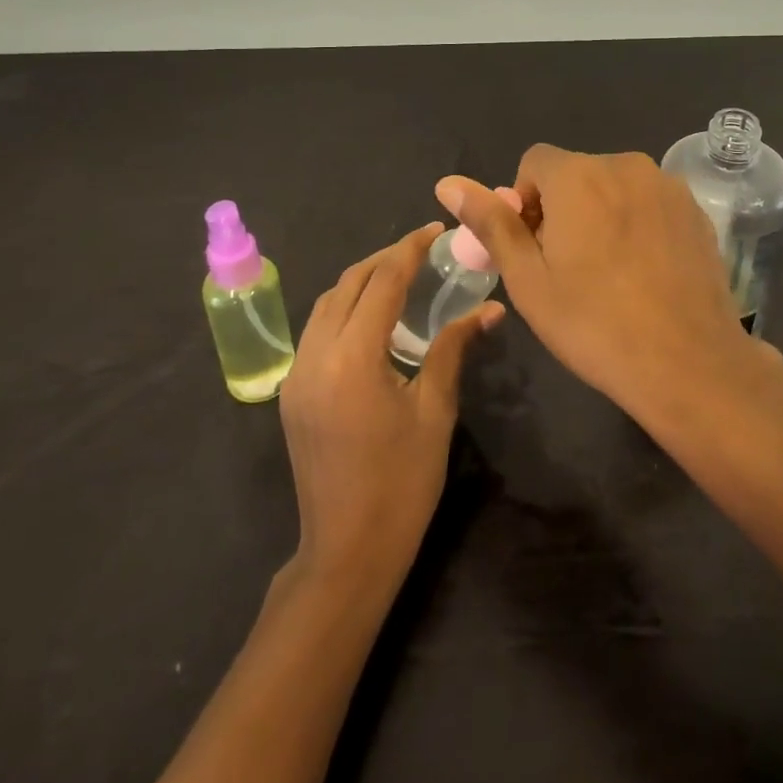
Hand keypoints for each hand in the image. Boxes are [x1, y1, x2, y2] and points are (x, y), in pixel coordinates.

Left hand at [279, 222, 501, 586]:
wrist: (346, 552)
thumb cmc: (402, 483)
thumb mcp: (435, 410)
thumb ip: (453, 348)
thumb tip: (491, 309)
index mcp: (352, 359)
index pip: (381, 282)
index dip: (409, 250)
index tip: (435, 231)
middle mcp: (315, 356)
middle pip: (347, 284)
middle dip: (384, 259)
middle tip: (422, 250)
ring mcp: (296, 375)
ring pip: (326, 304)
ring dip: (361, 281)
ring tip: (400, 276)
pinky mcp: (291, 392)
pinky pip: (317, 330)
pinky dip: (344, 309)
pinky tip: (373, 318)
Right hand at [435, 147, 752, 418]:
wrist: (689, 363)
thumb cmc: (595, 324)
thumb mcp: (528, 279)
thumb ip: (491, 223)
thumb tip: (448, 184)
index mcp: (579, 175)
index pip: (534, 163)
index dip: (524, 202)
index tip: (534, 248)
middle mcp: (625, 164)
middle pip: (576, 174)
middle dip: (563, 209)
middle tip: (567, 268)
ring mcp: (667, 185)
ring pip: (615, 187)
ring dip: (601, 214)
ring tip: (609, 273)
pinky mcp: (696, 209)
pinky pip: (650, 202)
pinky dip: (638, 223)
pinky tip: (645, 272)